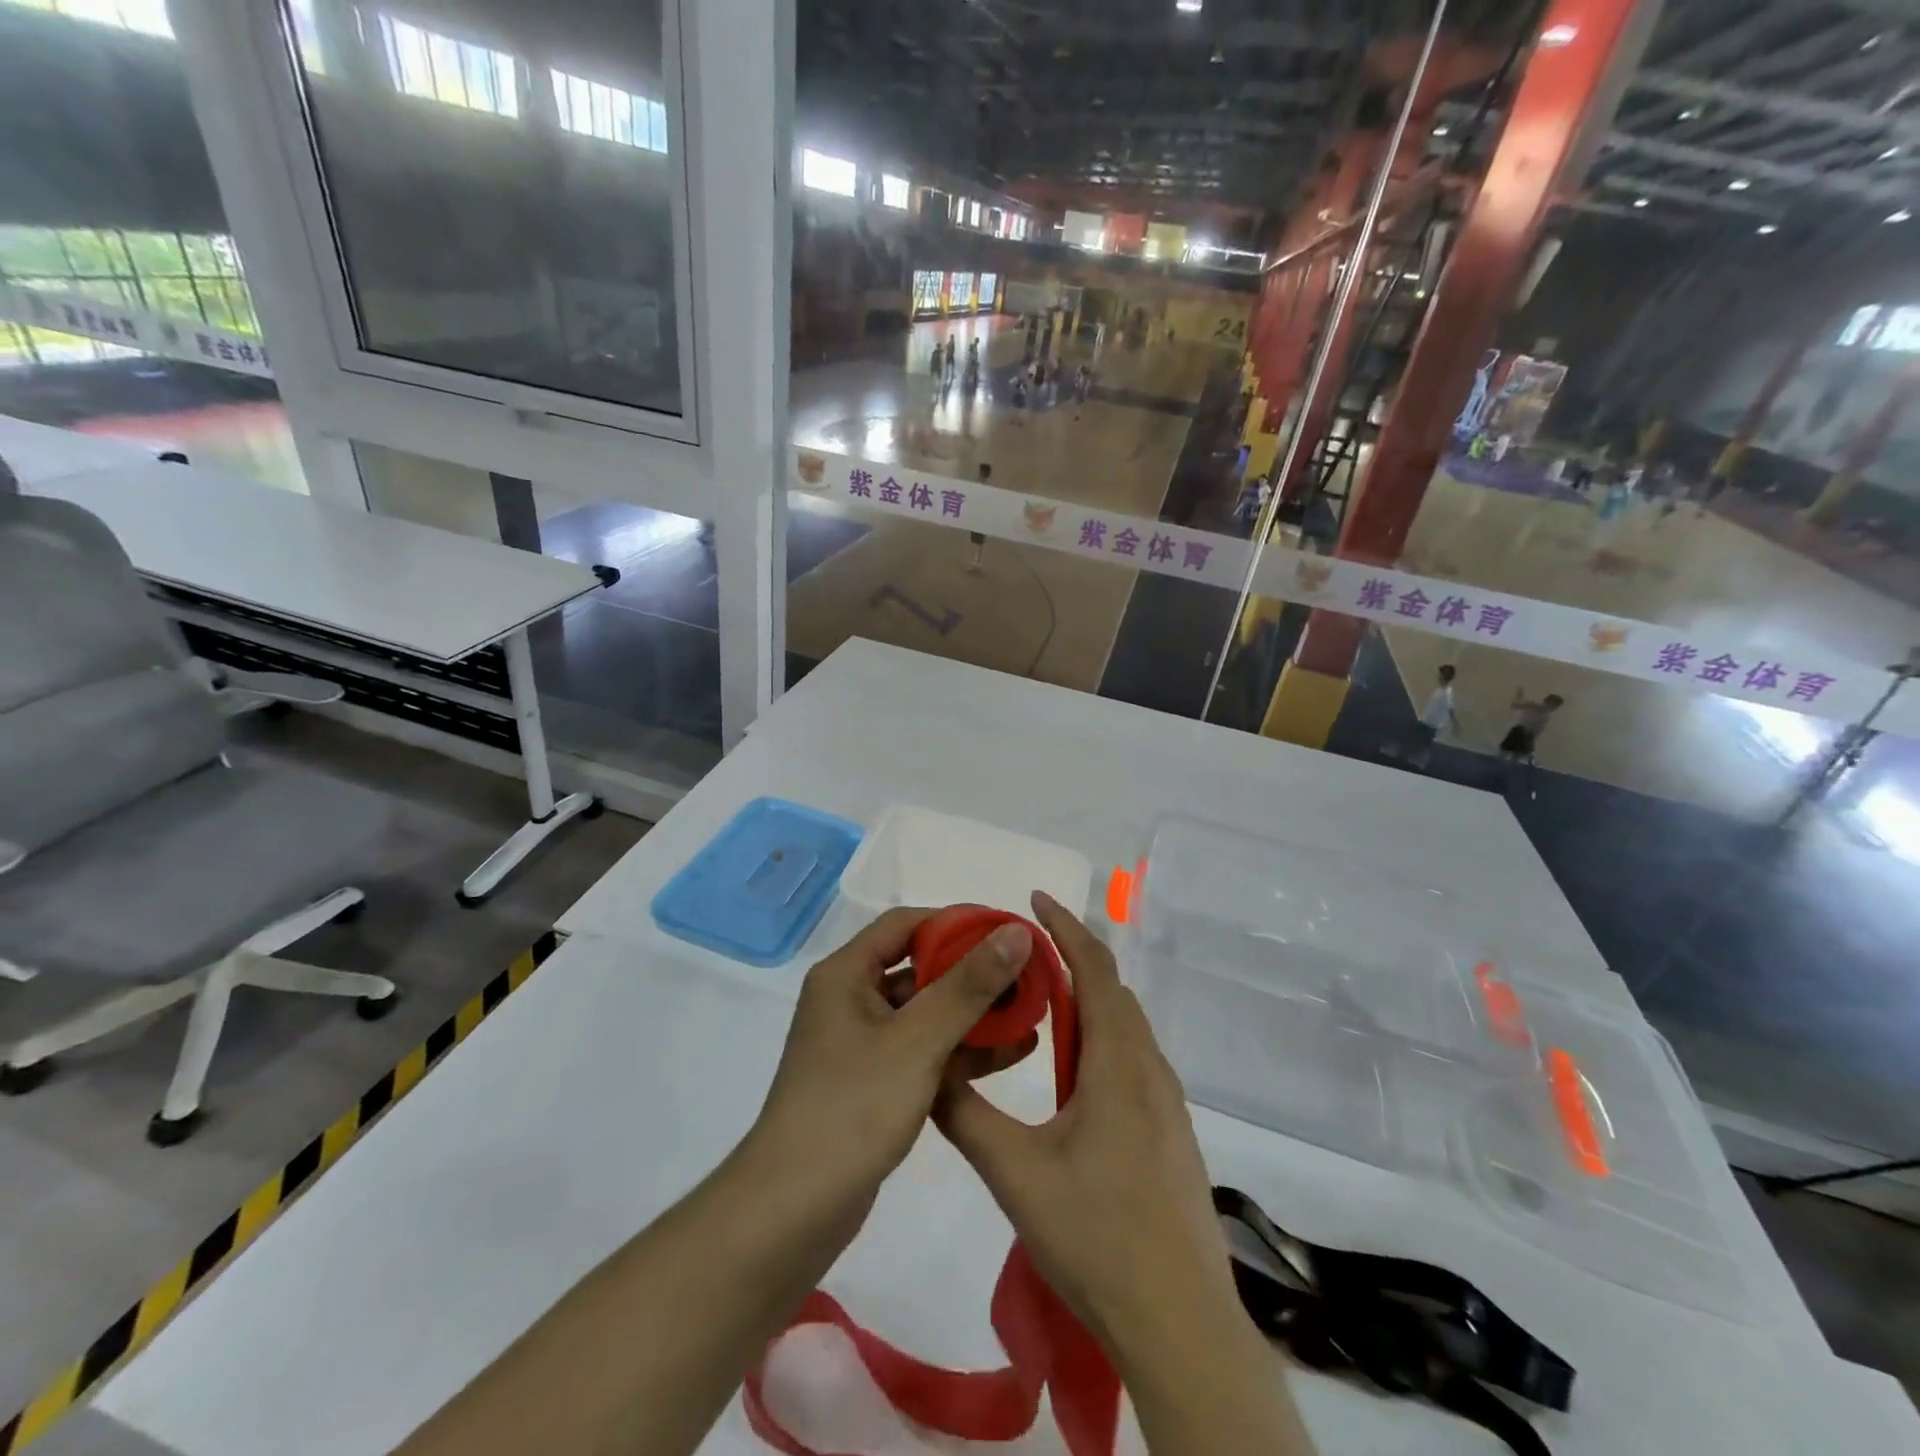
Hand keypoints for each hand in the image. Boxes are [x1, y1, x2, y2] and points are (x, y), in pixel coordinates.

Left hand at [743, 907, 1038, 1237]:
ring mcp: (862, 1045)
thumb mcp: (917, 1040)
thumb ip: (968, 985)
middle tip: (1027, 975)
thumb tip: (1015, 932)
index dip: (956, 923)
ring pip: (925, 1013)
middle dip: (973, 972)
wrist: (792, 1213)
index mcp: (846, 975)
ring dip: (974, 1014)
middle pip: (919, 968)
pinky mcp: (874, 1084)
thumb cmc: (853, 1108)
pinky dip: (961, 1051)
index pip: (905, 924)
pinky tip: (1010, 1053)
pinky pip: (923, 1051)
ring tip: (1031, 1013)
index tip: (1005, 933)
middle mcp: (850, 1000)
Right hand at [933, 893, 1237, 1368]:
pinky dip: (1100, 1036)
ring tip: (1041, 999)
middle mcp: (1149, 1070)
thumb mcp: (1014, 1173)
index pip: (1095, 969)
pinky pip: (1132, 1058)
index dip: (1065, 927)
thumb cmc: (1096, 1237)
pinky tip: (1072, 1070)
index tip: (1033, 899)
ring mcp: (1166, 1103)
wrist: (1180, 1322)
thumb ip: (966, 1116)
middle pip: (1113, 991)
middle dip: (1071, 957)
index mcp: (1118, 1063)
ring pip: (1124, 1027)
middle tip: (1022, 951)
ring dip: (1087, 999)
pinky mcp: (1170, 1132)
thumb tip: (929, 1072)